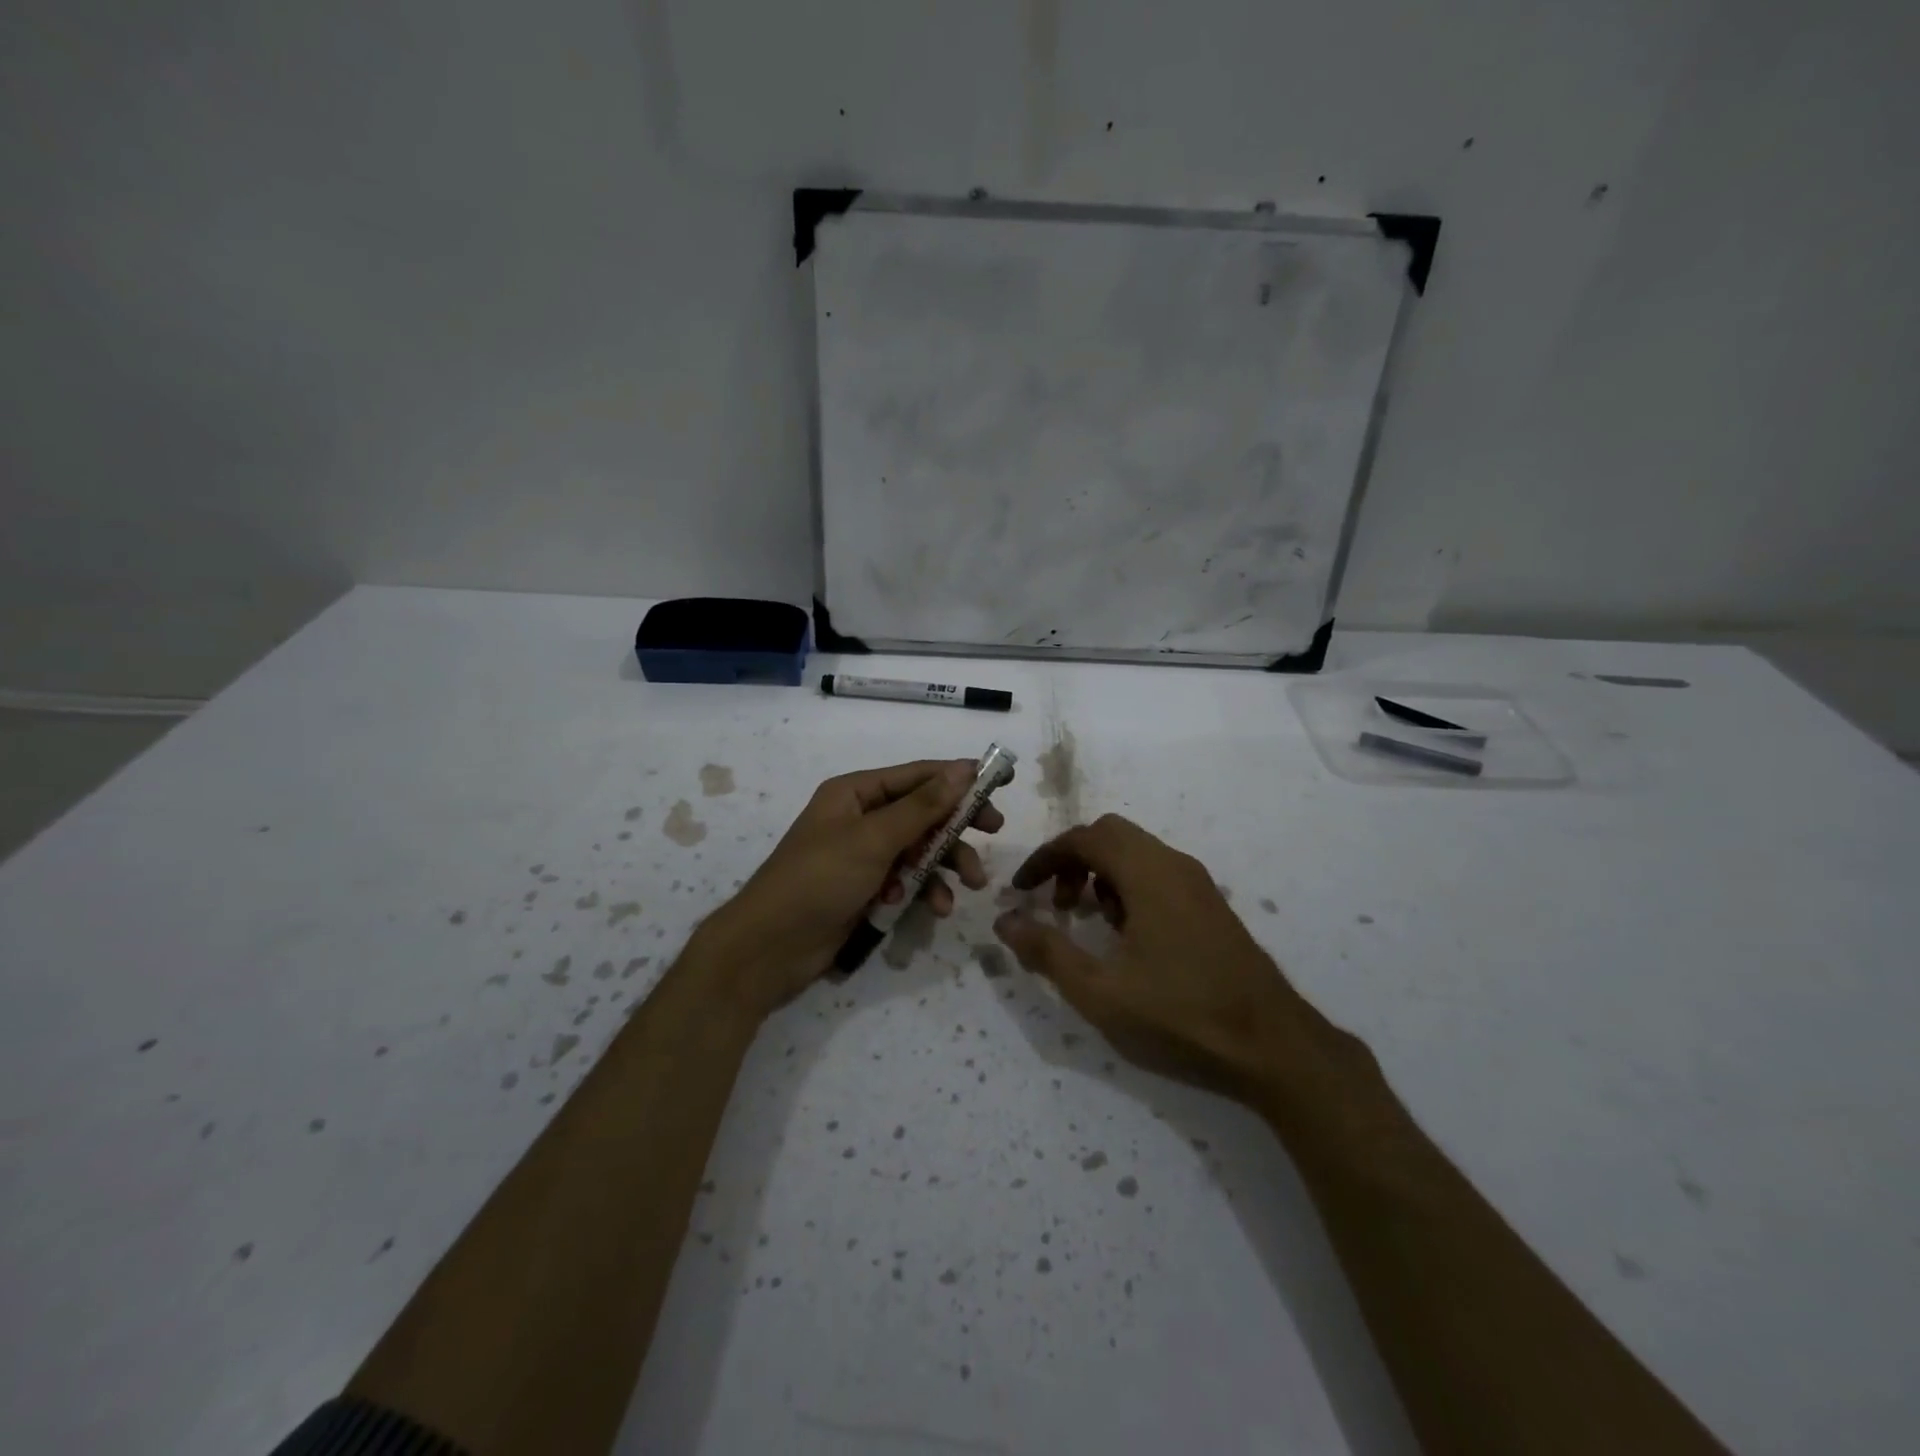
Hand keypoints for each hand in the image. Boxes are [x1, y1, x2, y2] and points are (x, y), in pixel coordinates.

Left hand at [699, 759, 1004, 1017]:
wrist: (771, 947)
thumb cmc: (820, 879)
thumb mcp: (874, 838)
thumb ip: (923, 806)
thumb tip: (963, 768)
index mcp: (855, 794)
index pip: (917, 776)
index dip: (958, 778)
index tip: (999, 783)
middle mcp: (861, 819)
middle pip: (923, 813)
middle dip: (957, 826)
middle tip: (994, 832)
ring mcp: (864, 856)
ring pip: (920, 850)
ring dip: (946, 864)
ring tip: (971, 884)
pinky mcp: (867, 890)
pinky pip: (908, 881)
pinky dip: (924, 891)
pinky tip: (936, 909)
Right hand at [992, 814, 1347, 1104]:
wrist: (1273, 1047)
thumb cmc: (1181, 1015)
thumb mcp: (1100, 991)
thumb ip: (1047, 951)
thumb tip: (1005, 921)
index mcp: (1148, 873)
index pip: (1085, 838)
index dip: (1046, 857)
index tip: (1022, 890)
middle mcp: (1175, 865)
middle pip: (1111, 835)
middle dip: (1073, 861)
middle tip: (1055, 904)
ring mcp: (1198, 884)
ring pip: (1137, 854)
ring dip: (1101, 874)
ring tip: (1088, 922)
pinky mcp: (1211, 906)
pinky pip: (1158, 874)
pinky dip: (1128, 887)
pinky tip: (1126, 937)